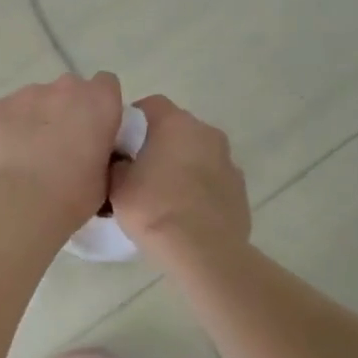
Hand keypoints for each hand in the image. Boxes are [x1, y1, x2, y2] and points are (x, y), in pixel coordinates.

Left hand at [0, 72, 125, 234]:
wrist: (19, 203)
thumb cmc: (72, 195)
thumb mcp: (106, 176)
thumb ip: (103, 149)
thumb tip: (93, 148)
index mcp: (99, 102)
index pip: (107, 84)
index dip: (101, 105)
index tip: (95, 128)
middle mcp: (66, 88)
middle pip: (71, 89)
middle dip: (69, 109)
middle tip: (64, 143)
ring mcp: (29, 93)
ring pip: (39, 98)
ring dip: (40, 117)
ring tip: (32, 152)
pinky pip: (11, 111)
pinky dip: (13, 125)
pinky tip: (10, 153)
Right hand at [109, 95, 249, 259]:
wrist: (204, 252)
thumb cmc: (155, 210)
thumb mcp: (117, 186)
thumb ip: (117, 164)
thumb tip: (123, 162)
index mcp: (176, 124)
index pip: (150, 105)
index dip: (133, 121)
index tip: (120, 145)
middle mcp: (207, 133)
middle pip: (177, 128)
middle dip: (159, 143)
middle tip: (139, 170)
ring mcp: (228, 160)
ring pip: (197, 153)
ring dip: (182, 164)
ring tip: (164, 194)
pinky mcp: (240, 188)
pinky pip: (213, 178)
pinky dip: (200, 187)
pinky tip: (186, 211)